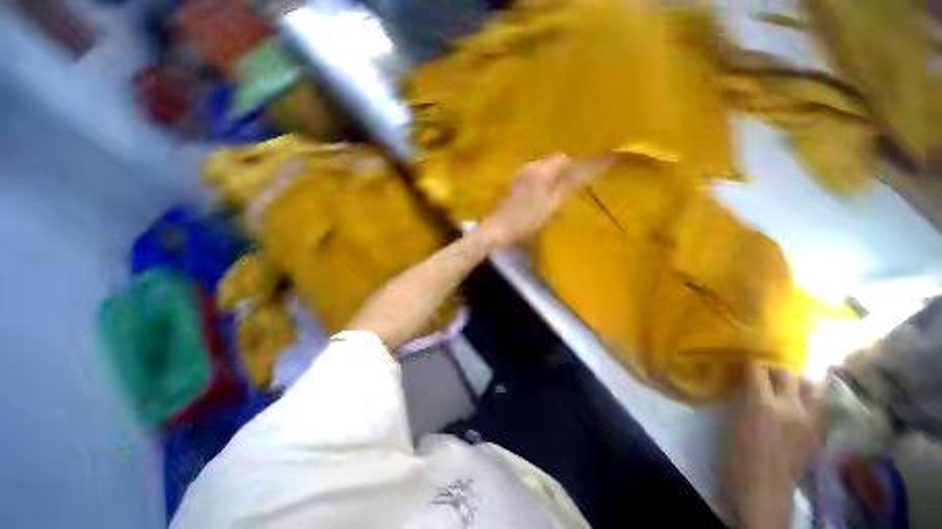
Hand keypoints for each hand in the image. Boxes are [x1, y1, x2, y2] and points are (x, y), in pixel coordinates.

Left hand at [478, 153, 581, 247]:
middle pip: (548, 163)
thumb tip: (581, 173)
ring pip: (537, 171)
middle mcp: (527, 167)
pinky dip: (534, 185)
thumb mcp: (551, 205)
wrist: (497, 228)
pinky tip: (533, 201)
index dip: (572, 168)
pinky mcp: (508, 184)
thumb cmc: (526, 219)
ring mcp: (515, 175)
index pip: (561, 158)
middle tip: (563, 193)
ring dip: (546, 180)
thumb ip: (566, 187)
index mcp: (540, 170)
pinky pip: (527, 179)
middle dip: (558, 174)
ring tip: (548, 199)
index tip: (576, 182)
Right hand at [729, 364, 825, 528]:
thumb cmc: (738, 456)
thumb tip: (746, 383)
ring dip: (800, 382)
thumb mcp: (735, 423)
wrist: (763, 490)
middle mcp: (791, 407)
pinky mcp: (819, 432)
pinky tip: (803, 405)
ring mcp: (810, 420)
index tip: (744, 365)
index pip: (758, 370)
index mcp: (763, 404)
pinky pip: (821, 406)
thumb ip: (745, 399)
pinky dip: (813, 399)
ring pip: (813, 386)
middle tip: (766, 374)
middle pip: (788, 373)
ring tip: (790, 386)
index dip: (750, 364)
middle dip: (775, 370)